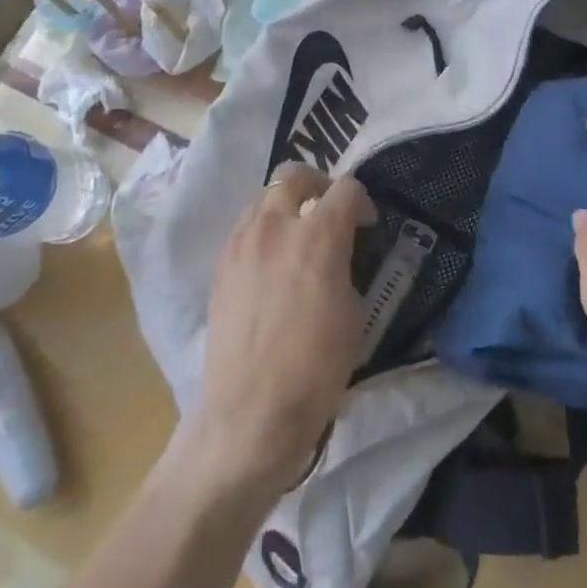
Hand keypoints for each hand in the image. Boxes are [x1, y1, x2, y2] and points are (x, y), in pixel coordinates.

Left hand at [185, 164, 370, 498]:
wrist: (249, 413)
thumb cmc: (314, 370)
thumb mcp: (351, 314)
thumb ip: (344, 264)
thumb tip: (338, 250)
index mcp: (317, 236)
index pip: (345, 188)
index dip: (361, 201)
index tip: (365, 224)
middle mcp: (275, 225)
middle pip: (294, 174)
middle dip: (318, 183)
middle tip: (328, 211)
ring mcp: (242, 242)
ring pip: (263, 196)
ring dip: (285, 204)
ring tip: (297, 235)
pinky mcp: (221, 263)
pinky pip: (245, 226)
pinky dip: (263, 229)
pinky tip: (271, 262)